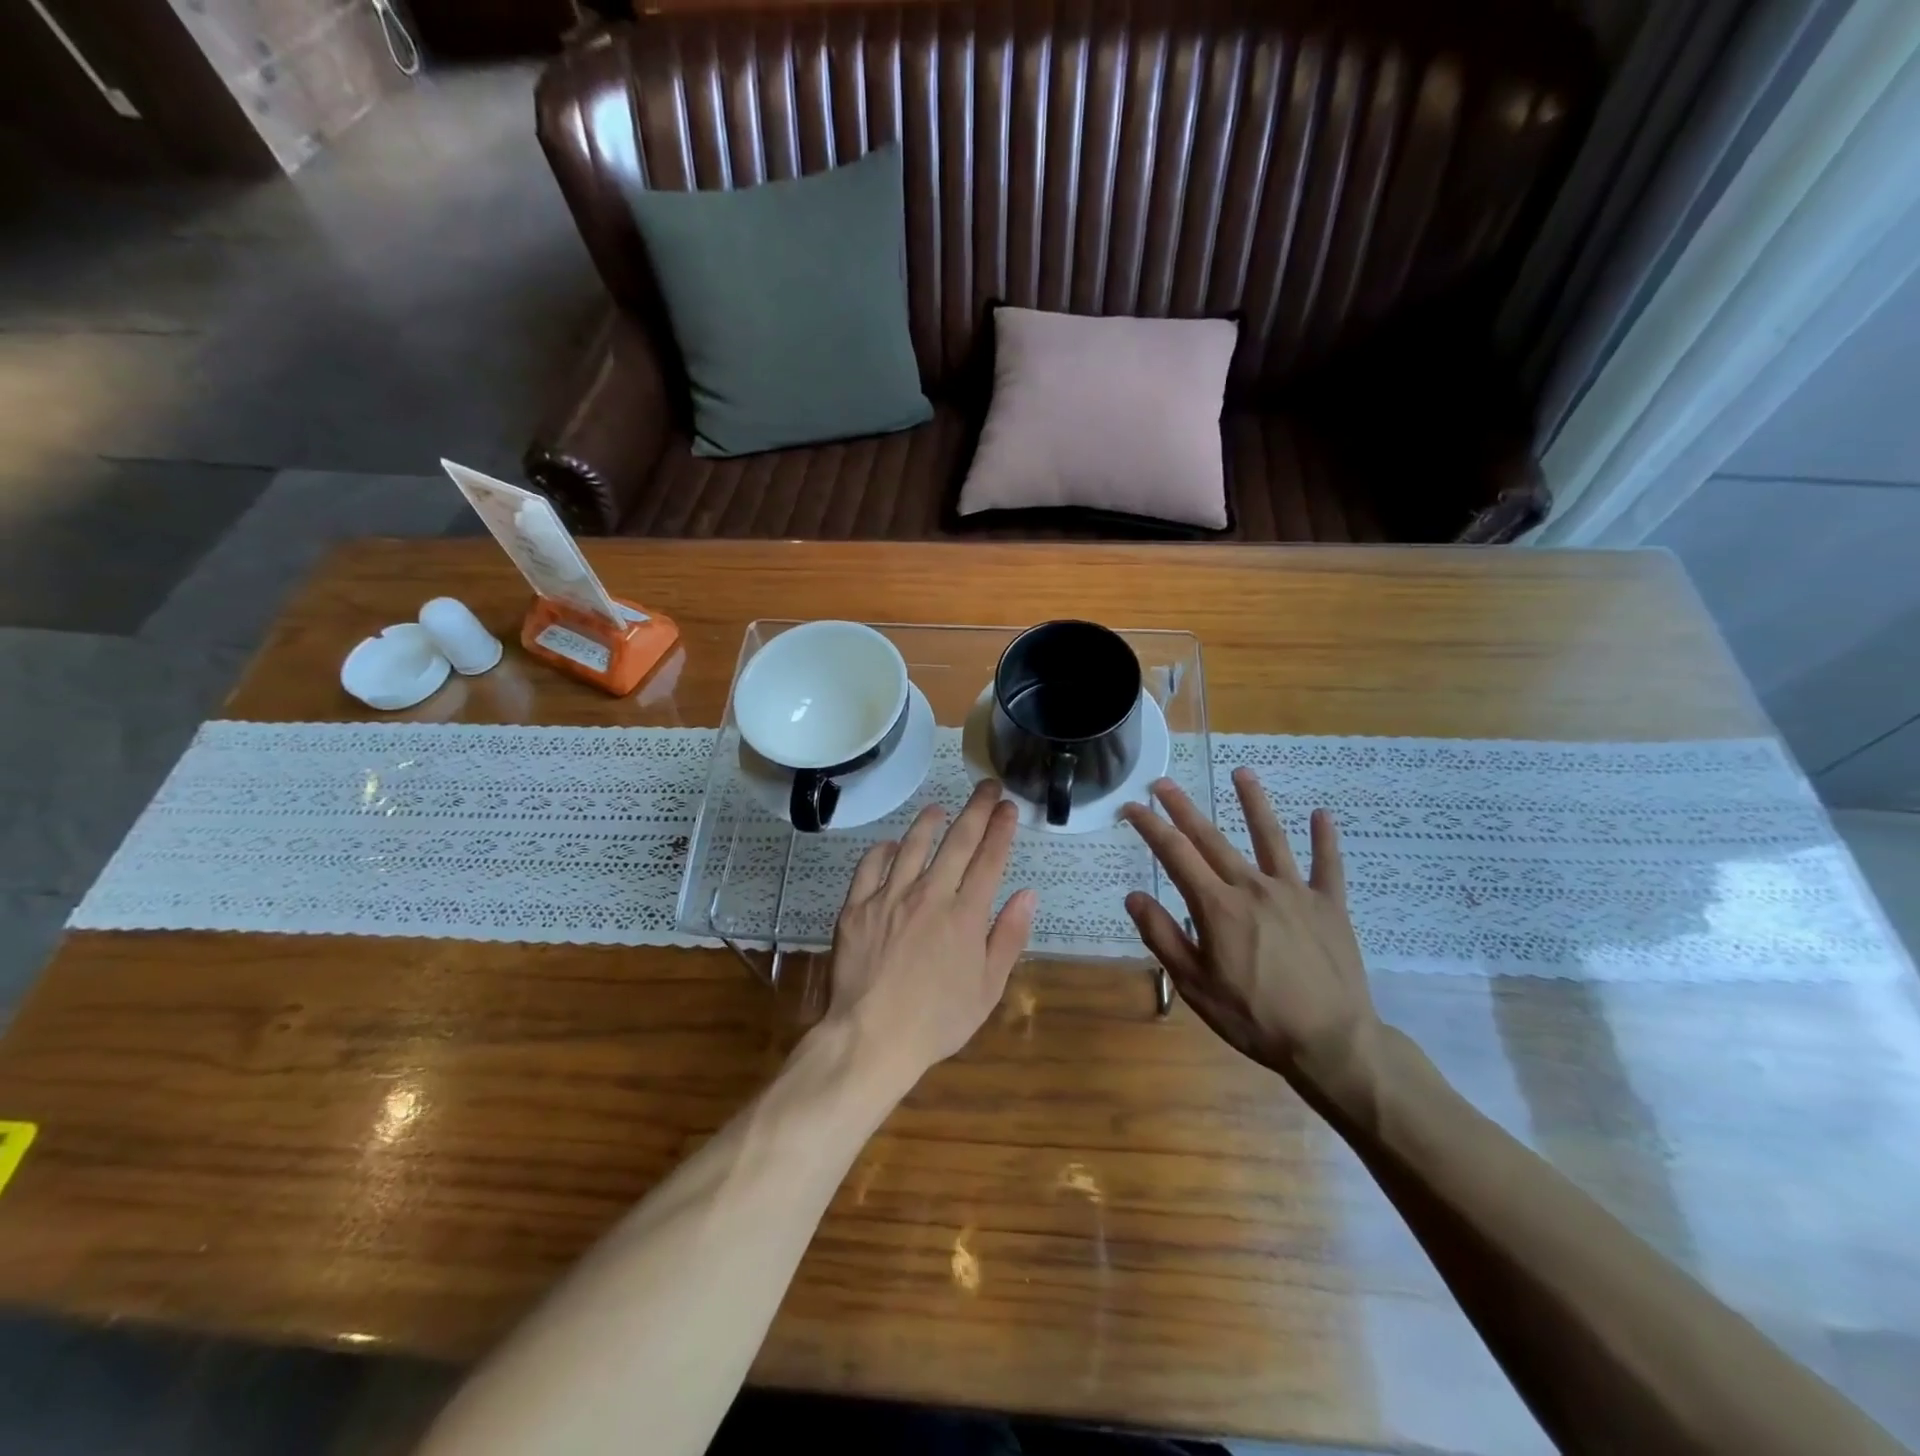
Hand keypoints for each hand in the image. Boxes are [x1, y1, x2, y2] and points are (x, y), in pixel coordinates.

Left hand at [826, 780, 1037, 1085]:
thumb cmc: (937, 1020)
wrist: (872, 1038)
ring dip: (930, 822)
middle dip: (976, 809)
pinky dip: (883, 850)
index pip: (989, 859)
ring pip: (912, 845)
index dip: (1001, 829)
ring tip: (941, 808)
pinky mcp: (856, 907)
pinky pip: (870, 866)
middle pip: (957, 841)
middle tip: (987, 787)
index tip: (1009, 807)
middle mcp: (929, 895)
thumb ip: (1009, 937)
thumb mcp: (988, 988)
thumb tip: (1027, 894)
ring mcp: (889, 897)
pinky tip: (892, 844)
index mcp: (965, 915)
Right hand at [1121, 771, 1380, 1100]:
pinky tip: (1322, 814)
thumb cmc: (1254, 1018)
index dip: (1150, 827)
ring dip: (1254, 803)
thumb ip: (1163, 937)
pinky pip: (1328, 866)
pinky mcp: (1330, 905)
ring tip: (1242, 773)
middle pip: (1212, 838)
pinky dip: (1325, 839)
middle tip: (1163, 783)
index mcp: (1217, 907)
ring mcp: (1295, 892)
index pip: (1175, 855)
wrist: (1332, 1043)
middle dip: (1184, 808)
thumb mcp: (1194, 985)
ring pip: (1271, 837)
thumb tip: (1134, 896)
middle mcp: (1253, 887)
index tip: (1131, 807)